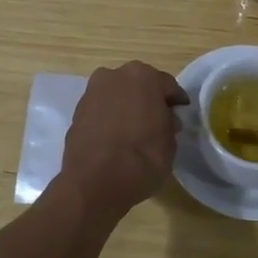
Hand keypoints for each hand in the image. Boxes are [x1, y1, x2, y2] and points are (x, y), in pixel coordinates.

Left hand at [58, 61, 188, 212]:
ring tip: (135, 130)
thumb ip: (168, 123)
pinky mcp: (76, 111)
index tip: (180, 113)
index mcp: (144, 76)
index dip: (175, 101)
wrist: (95, 182)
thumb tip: (164, 120)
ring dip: (127, 107)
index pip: (167, 85)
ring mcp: (92, 92)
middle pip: (139, 85)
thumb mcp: (170, 142)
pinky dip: (110, 118)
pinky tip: (116, 137)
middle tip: (158, 120)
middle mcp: (115, 75)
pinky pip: (102, 110)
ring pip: (117, 95)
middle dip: (148, 99)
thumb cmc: (142, 158)